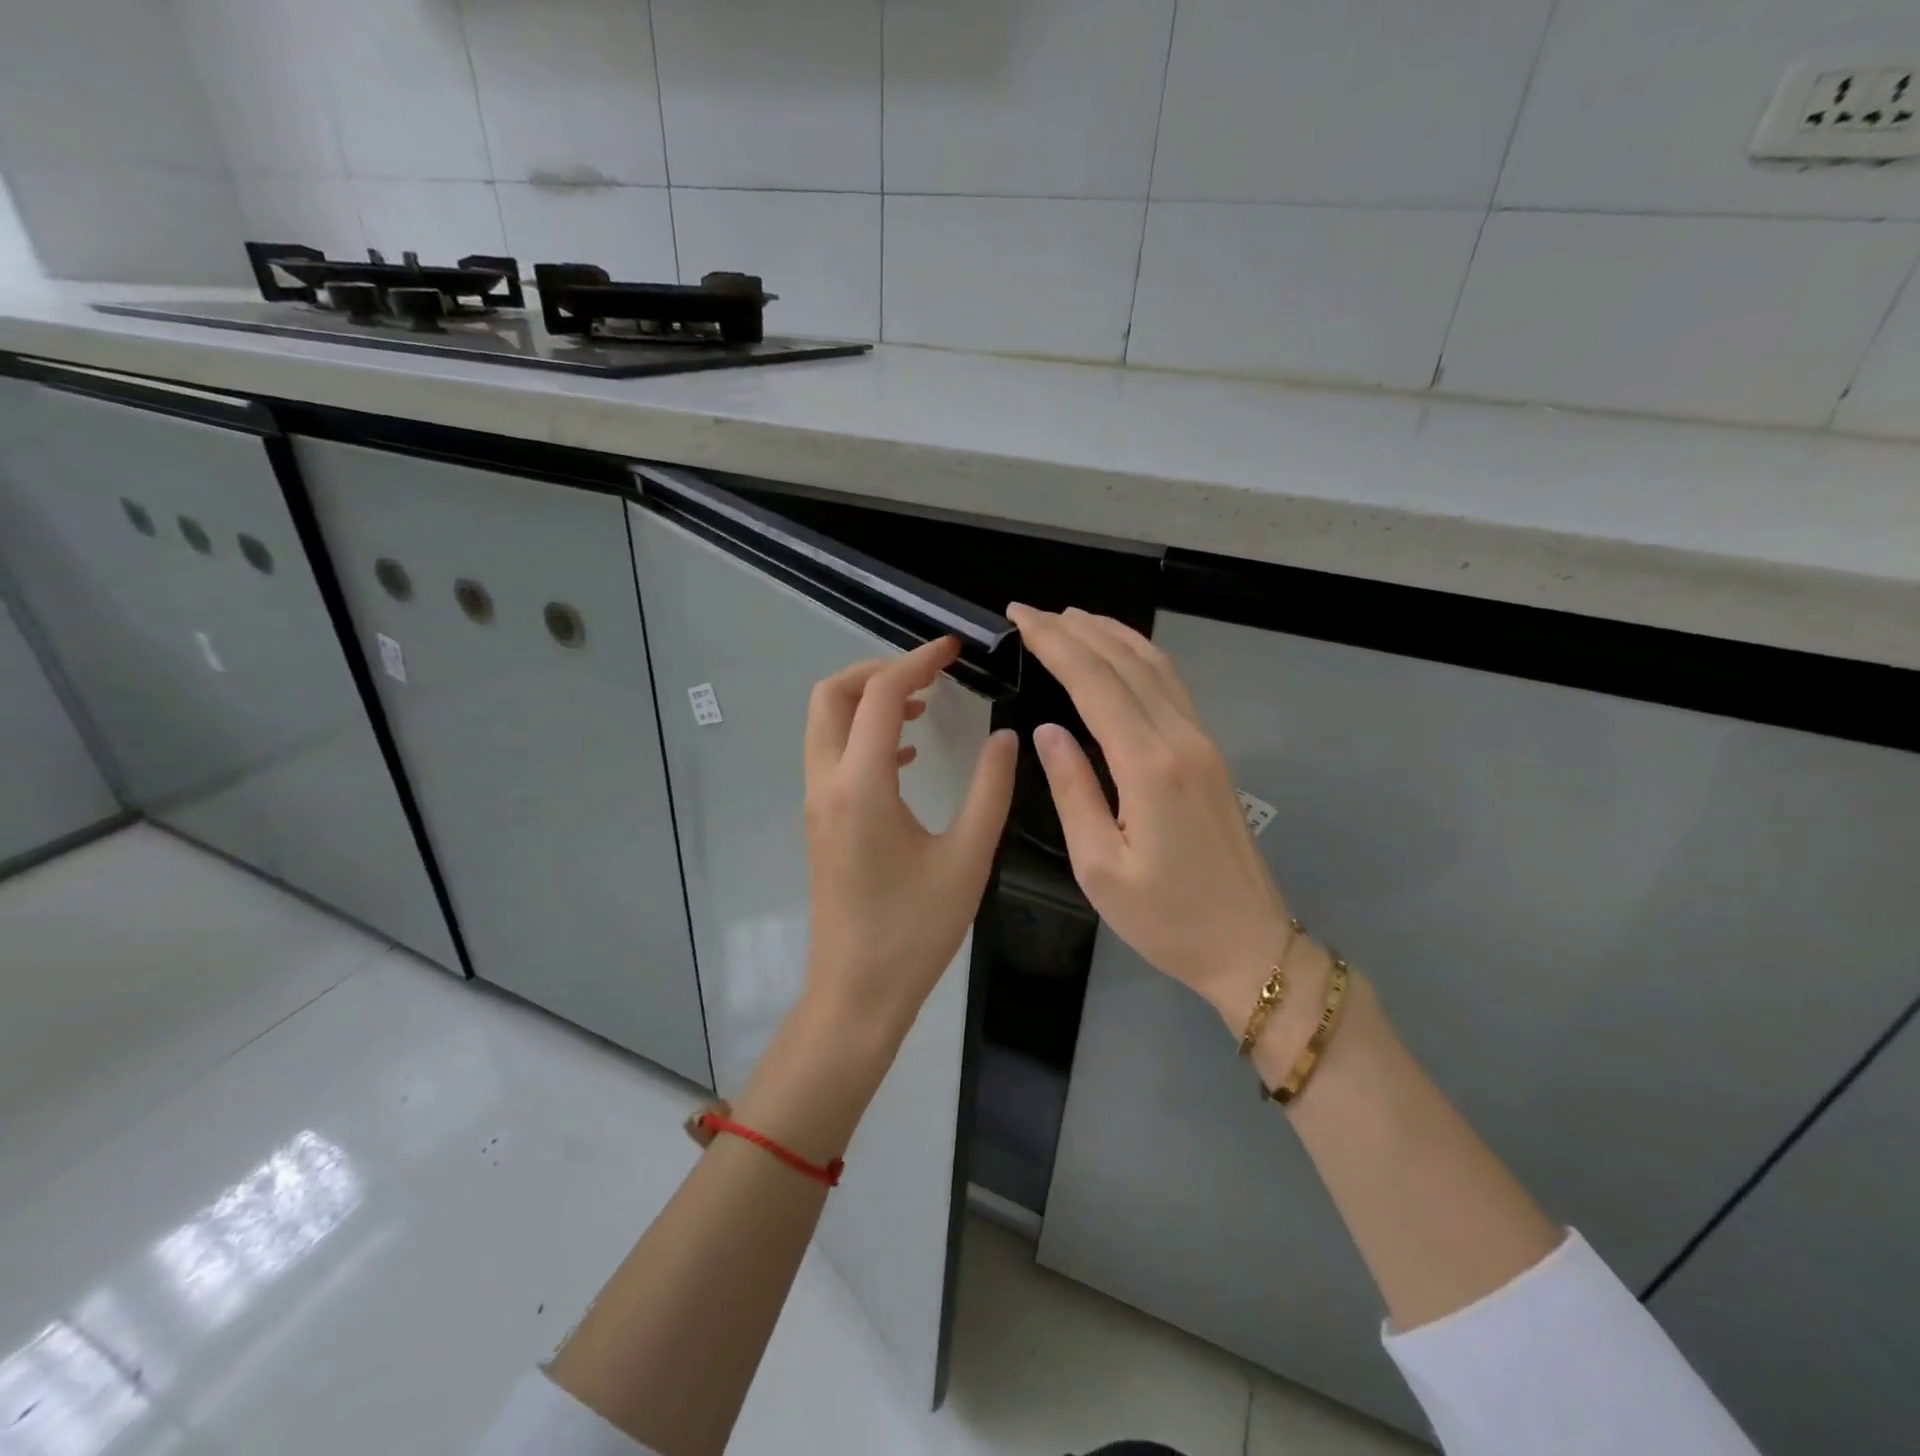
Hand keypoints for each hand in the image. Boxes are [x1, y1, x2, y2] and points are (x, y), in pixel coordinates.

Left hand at [802, 636, 1017, 1041]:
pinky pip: (832, 755)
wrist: (857, 993)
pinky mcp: (820, 822)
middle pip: (831, 695)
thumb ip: (990, 790)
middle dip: (877, 670)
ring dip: (867, 700)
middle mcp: (827, 784)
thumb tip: (1006, 737)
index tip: (954, 649)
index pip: (878, 695)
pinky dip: (863, 735)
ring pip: (825, 724)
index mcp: (861, 785)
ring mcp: (816, 803)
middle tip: (930, 673)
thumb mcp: (967, 859)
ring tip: (922, 704)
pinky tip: (906, 754)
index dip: (917, 661)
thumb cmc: (915, 931)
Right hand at [1007, 606, 1310, 1037]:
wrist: (1250, 946)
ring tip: (1072, 617)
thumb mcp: (1099, 867)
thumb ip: (1072, 790)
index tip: (1019, 617)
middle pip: (1124, 664)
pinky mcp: (1211, 754)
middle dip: (1075, 630)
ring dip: (1112, 635)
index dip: (1054, 644)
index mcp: (1149, 767)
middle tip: (1032, 611)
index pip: (1094, 684)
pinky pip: (1172, 688)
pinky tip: (1123, 654)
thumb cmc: (1166, 919)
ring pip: (1155, 668)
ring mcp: (1203, 743)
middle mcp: (1180, 740)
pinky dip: (1141, 658)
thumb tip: (1048, 731)